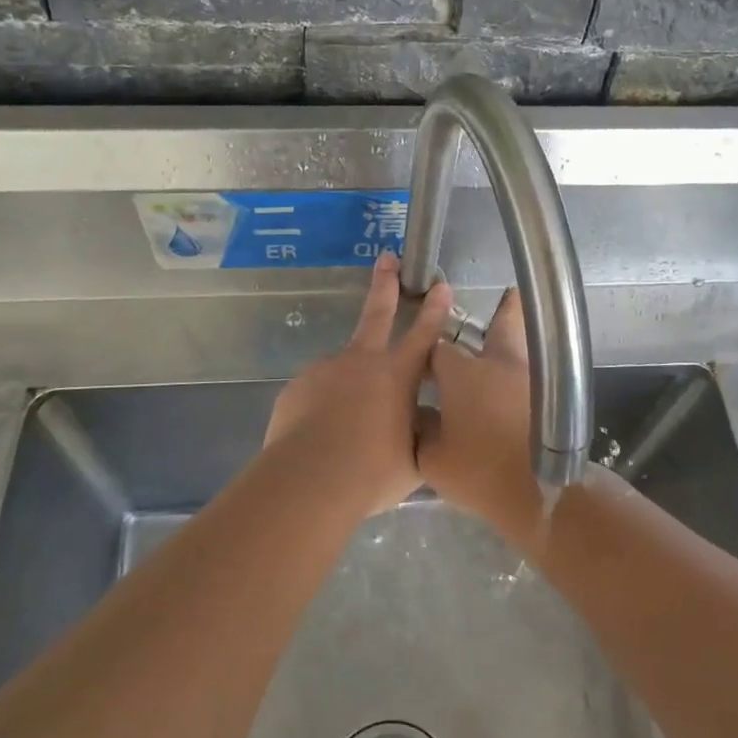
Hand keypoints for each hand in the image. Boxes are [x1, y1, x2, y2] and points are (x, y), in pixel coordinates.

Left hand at [262, 252, 453, 518]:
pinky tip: (322, 436)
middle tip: (387, 258)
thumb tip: (422, 421)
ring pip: (343, 369)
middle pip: (377, 313)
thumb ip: (419, 433)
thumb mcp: (413, 459)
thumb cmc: (372, 471)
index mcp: (397, 375)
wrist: (308, 479)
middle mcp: (361, 362)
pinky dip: (323, 407)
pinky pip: (316, 393)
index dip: (435, 309)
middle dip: (385, 284)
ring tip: (346, 429)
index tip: (440, 284)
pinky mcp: (297, 387)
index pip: (424, 335)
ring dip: (348, 386)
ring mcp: (325, 370)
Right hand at [416, 288, 542, 542]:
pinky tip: (521, 378)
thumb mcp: (432, 459)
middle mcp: (497, 364)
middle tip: (509, 293)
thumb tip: (419, 416)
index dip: (428, 355)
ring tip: (523, 324)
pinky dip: (527, 367)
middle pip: (501, 325)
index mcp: (462, 374)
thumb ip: (420, 431)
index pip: (437, 349)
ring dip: (519, 334)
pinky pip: (535, 370)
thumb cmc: (479, 472)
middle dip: (502, 311)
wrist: (540, 492)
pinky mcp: (549, 397)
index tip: (423, 365)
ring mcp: (528, 377)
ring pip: (524, 345)